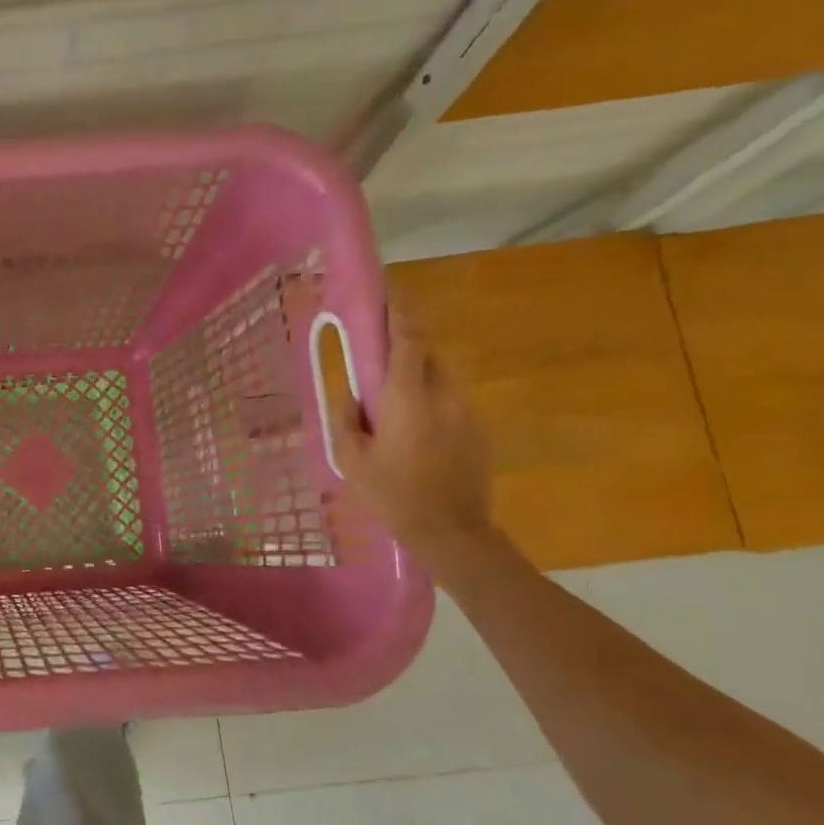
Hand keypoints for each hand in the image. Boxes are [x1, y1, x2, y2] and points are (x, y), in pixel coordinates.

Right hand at [328, 305, 495, 568]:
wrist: (452, 532)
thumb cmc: (392, 494)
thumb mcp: (350, 458)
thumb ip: (346, 417)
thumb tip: (351, 392)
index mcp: (407, 398)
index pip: (408, 340)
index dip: (399, 312)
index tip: (388, 292)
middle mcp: (443, 395)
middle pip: (426, 353)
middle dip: (404, 343)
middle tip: (377, 351)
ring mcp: (466, 412)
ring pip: (439, 376)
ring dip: (415, 374)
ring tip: (391, 398)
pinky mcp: (477, 429)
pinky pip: (449, 400)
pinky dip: (429, 399)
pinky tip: (412, 429)